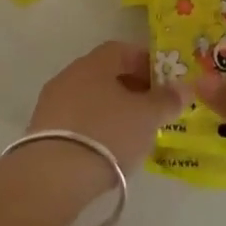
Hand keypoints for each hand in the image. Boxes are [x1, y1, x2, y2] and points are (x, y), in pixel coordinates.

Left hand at [22, 41, 185, 201]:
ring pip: (90, 97)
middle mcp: (70, 75)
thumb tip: (184, 87)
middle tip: (151, 109)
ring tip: (132, 133)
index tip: (163, 82)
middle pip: (105, 73)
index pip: (122, 50)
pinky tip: (106, 149)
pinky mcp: (41, 130)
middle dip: (131, 87)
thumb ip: (167, 100)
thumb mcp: (147, 117)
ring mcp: (52, 102)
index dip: (145, 62)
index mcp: (95, 63)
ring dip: (111, 109)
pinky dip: (94, 127)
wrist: (52, 176)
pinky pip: (76, 120)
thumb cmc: (107, 134)